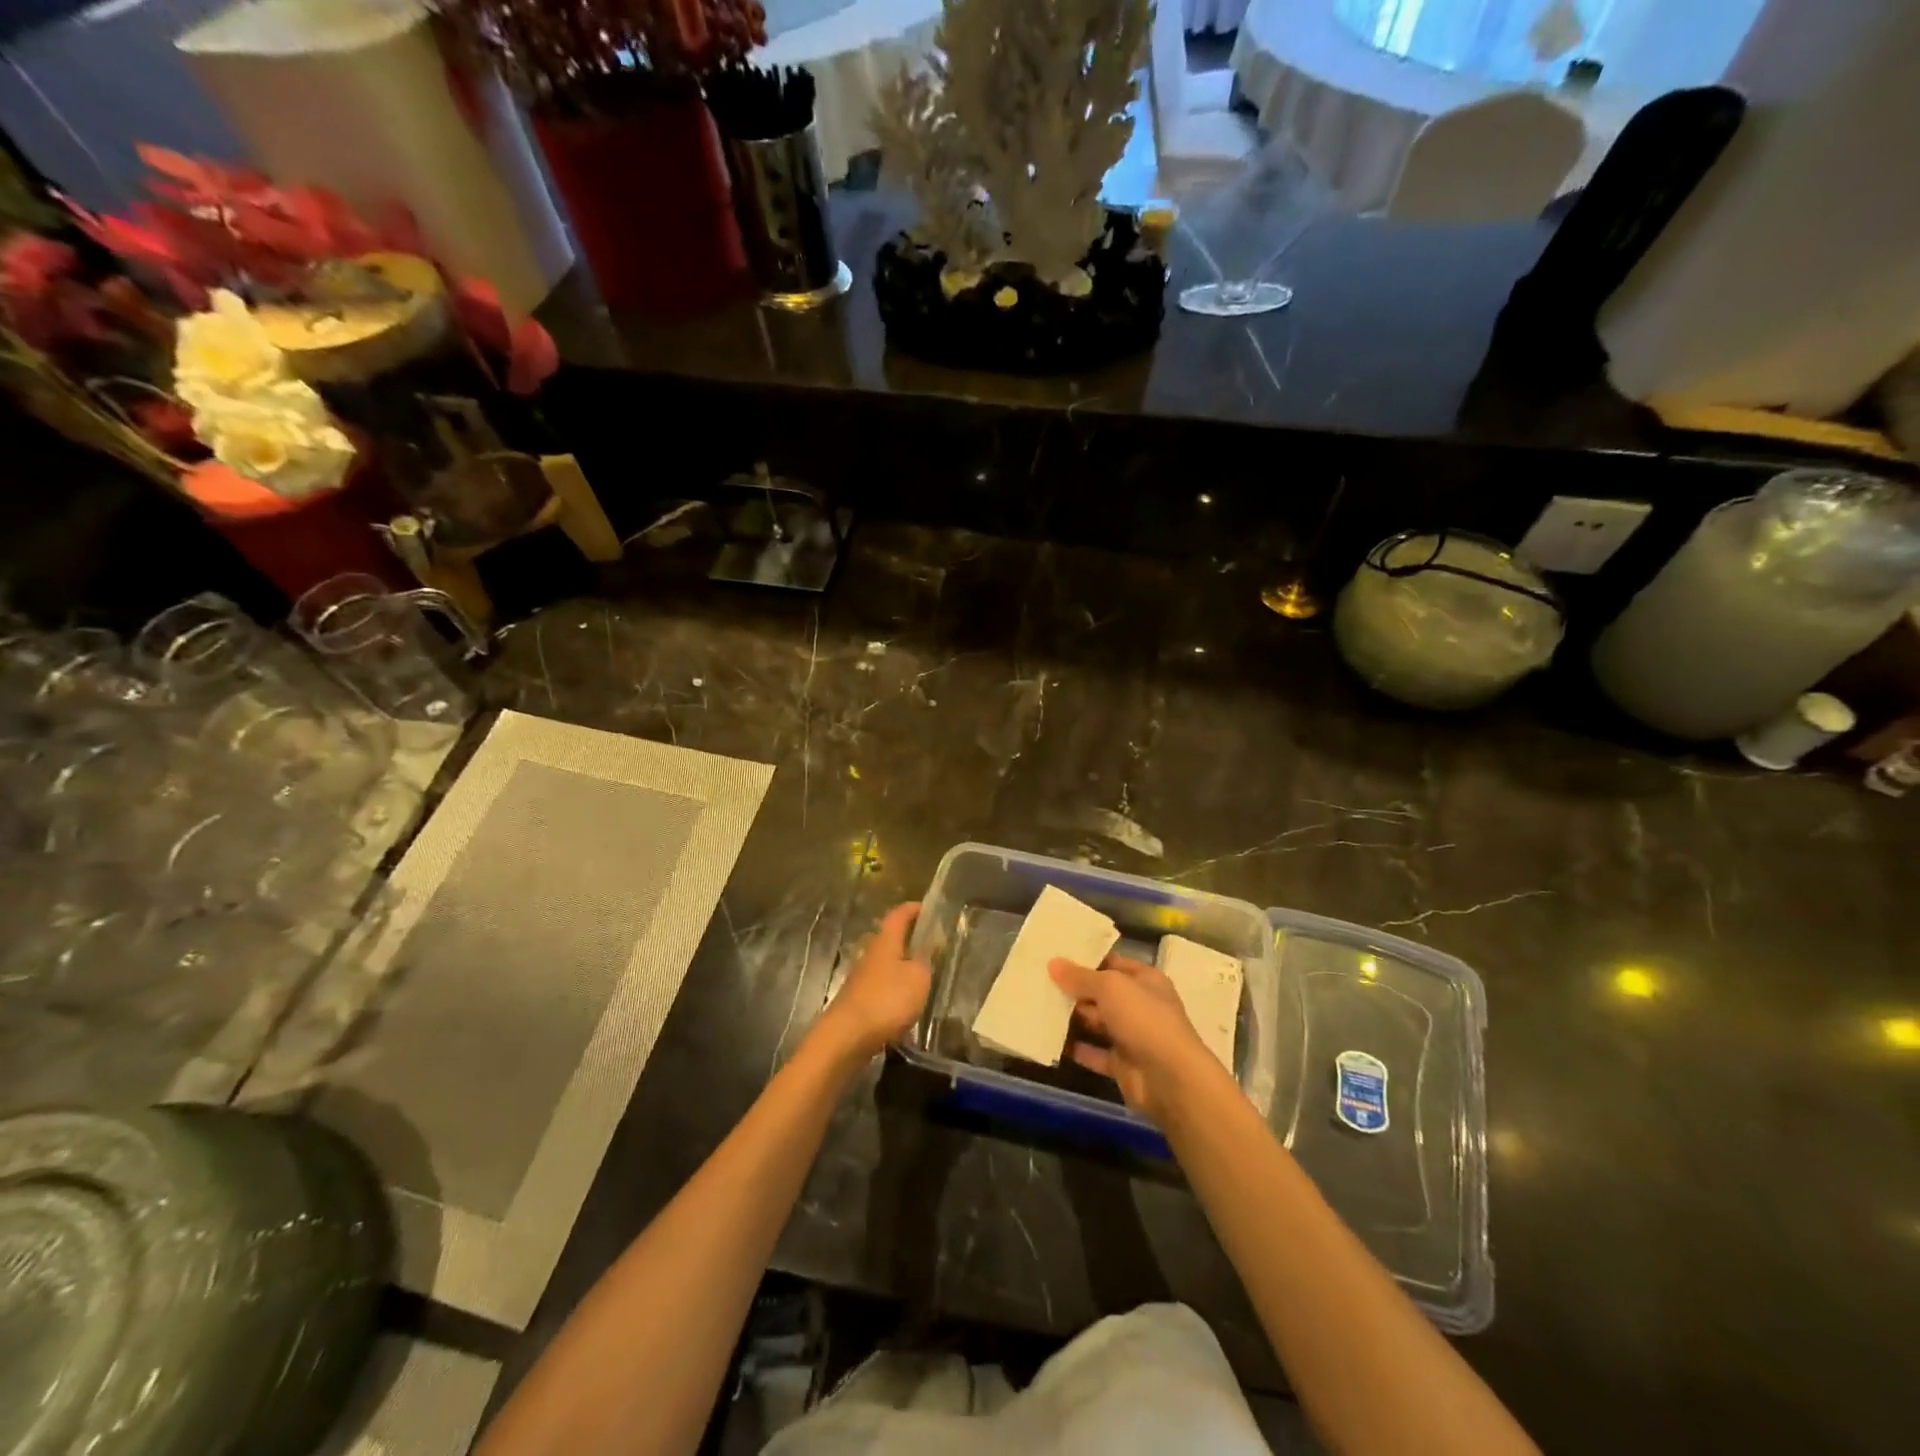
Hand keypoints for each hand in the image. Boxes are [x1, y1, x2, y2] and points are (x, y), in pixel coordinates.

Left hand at [817, 902, 932, 1061]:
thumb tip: (930, 941)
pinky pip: (880, 986)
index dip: (914, 909)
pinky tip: (907, 1003)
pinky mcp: (857, 1001)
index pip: (899, 915)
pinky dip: (894, 988)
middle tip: (931, 944)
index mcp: (885, 941)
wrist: (846, 1037)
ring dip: (902, 965)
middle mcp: (870, 954)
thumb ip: (925, 959)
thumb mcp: (917, 978)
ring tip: (923, 975)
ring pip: (885, 963)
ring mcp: (861, 978)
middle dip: (908, 938)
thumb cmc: (887, 1000)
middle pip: (889, 938)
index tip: (930, 909)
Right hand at [1049, 954, 1225, 1124]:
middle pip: (1102, 993)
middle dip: (1074, 989)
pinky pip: (1093, 1052)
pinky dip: (1075, 1048)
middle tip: (1039, 980)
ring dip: (1072, 1017)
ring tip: (1038, 1006)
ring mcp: (1131, 1036)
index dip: (1087, 958)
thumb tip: (1053, 963)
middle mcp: (1139, 1005)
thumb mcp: (1110, 987)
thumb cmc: (1144, 1019)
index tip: (1056, 955)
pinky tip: (1050, 1040)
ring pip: (1096, 1022)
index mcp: (1145, 980)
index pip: (1113, 963)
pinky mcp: (1121, 1064)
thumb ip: (1081, 976)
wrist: (1170, 1078)